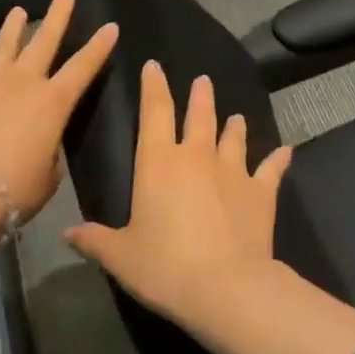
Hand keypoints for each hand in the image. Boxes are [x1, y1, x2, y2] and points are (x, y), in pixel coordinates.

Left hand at [0, 0, 118, 217]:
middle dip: (57, 16)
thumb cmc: (15, 189)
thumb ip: (50, 152)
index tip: (111, 26)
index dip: (99, 46)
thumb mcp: (49, 174)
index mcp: (53, 102)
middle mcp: (22, 83)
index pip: (84, 66)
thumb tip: (41, 144)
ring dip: (12, 28)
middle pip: (43, 41)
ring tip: (18, 11)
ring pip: (2, 47)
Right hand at [65, 61, 293, 323]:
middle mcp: (196, 156)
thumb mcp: (121, 257)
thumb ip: (95, 240)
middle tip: (203, 81)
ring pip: (234, 138)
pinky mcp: (261, 192)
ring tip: (236, 117)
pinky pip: (271, 169)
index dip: (154, 86)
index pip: (155, 112)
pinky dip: (278, 159)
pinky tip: (286, 150)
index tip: (155, 66)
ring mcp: (233, 171)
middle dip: (200, 97)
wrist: (225, 286)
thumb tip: (68, 233)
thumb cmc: (164, 267)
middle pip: (199, 116)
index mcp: (158, 163)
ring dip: (234, 126)